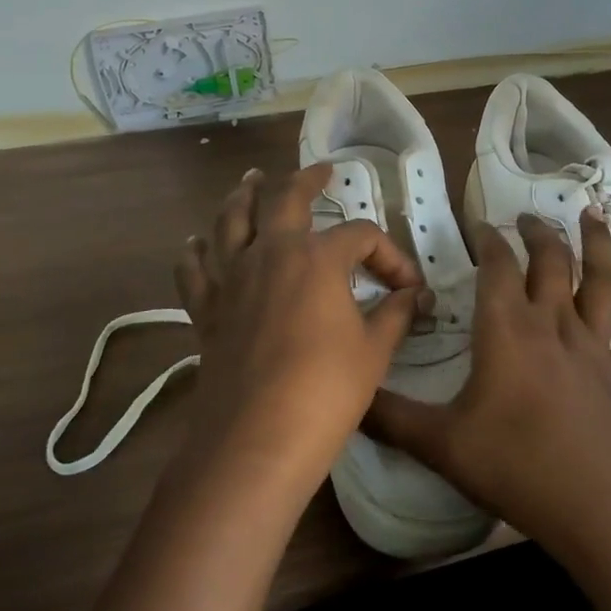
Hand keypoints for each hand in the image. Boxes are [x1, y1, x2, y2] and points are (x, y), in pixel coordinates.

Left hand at [174, 163, 425, 489]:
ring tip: (250, 181)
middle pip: (283, 199)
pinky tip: (195, 244)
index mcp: (317, 258)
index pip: (361, 236)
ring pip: (230, 222)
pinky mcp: (206, 310)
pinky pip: (194, 270)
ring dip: (242, 197)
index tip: (405, 286)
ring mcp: (232, 279)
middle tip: (319, 171)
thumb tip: (415, 296)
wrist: (257, 439)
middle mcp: (270, 254)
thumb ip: (395, 314)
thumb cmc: (326, 391)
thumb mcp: (374, 351)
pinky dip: (195, 252)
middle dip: (305, 180)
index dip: (389, 254)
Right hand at [366, 209, 610, 610]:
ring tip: (595, 215)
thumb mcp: (440, 444)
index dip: (488, 239)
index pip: (496, 267)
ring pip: (601, 281)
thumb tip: (348, 396)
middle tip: (528, 218)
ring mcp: (595, 347)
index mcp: (507, 331)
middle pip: (550, 262)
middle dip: (538, 234)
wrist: (599, 507)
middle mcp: (553, 325)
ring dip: (598, 245)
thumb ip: (389, 417)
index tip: (479, 222)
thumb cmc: (516, 467)